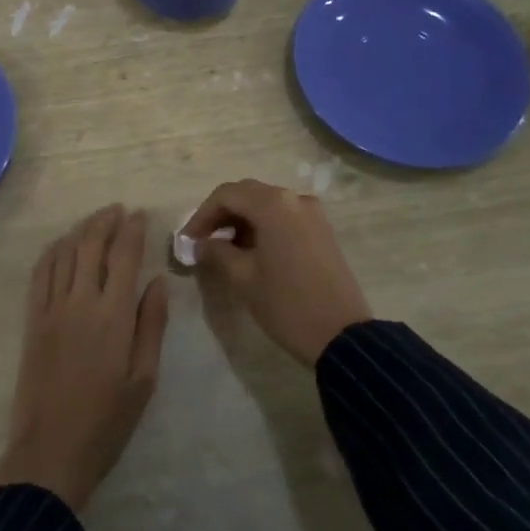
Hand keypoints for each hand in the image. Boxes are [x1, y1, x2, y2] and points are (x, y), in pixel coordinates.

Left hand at [0, 206, 169, 510]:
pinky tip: (61, 246)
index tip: (140, 214)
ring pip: (64, 252)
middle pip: (90, 244)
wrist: (51, 450)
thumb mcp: (144, 378)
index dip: (133, 230)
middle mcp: (80, 301)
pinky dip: (52, 251)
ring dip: (80, 230)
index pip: (124, 256)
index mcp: (113, 315)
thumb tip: (158, 280)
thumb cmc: (107, 420)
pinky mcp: (32, 319)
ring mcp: (51, 308)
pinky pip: (40, 273)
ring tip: (95, 222)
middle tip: (118, 210)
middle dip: (105, 221)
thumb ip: (151, 324)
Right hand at [182, 180, 371, 365]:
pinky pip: (284, 216)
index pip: (226, 195)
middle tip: (201, 241)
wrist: (342, 336)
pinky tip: (251, 251)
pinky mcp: (322, 230)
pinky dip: (263, 226)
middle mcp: (294, 199)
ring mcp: (312, 213)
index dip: (201, 215)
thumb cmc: (286, 304)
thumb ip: (216, 252)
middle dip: (221, 214)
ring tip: (223, 249)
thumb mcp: (243, 278)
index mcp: (273, 204)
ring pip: (266, 204)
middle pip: (247, 193)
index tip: (187, 240)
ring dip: (242, 220)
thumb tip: (200, 243)